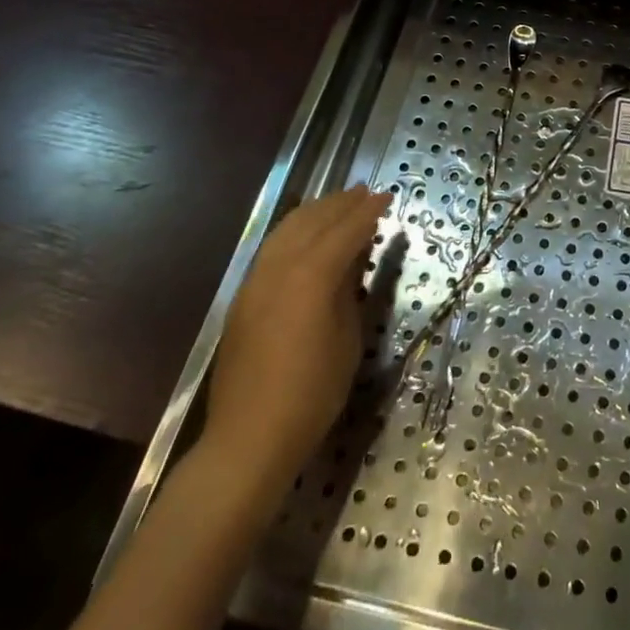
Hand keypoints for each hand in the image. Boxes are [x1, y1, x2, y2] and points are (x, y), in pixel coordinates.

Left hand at [199, 184, 392, 490]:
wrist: (249, 437)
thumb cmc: (312, 393)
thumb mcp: (348, 340)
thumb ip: (349, 290)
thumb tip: (354, 259)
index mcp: (311, 277)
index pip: (345, 231)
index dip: (368, 212)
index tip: (387, 197)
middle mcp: (279, 268)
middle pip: (312, 222)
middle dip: (340, 204)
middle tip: (364, 192)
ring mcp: (255, 281)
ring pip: (286, 230)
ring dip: (314, 212)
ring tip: (337, 203)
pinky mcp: (243, 297)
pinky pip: (272, 248)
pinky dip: (294, 231)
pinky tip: (304, 234)